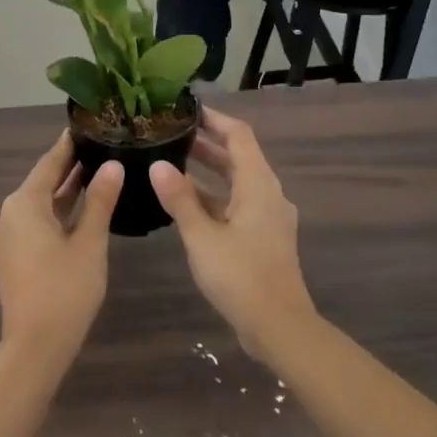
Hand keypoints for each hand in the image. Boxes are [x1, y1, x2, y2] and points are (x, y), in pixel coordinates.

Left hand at [0, 132, 123, 363]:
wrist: (35, 346)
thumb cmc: (65, 290)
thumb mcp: (89, 242)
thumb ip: (100, 201)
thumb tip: (113, 165)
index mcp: (24, 204)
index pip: (49, 163)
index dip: (68, 145)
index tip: (86, 126)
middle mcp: (9, 214)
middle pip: (42, 182)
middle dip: (69, 166)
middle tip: (99, 147)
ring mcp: (8, 237)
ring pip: (39, 204)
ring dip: (64, 191)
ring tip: (96, 172)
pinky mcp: (12, 256)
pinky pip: (35, 222)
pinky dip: (56, 212)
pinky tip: (80, 209)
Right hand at [149, 108, 314, 358]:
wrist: (279, 327)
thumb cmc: (241, 277)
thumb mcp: (202, 237)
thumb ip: (180, 199)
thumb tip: (157, 165)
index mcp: (258, 185)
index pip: (239, 135)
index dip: (214, 118)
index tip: (186, 109)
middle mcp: (267, 194)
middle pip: (238, 156)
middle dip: (207, 143)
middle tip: (171, 133)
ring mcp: (268, 217)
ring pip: (237, 182)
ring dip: (208, 171)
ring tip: (171, 162)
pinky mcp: (263, 237)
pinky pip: (237, 203)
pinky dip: (214, 196)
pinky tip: (186, 203)